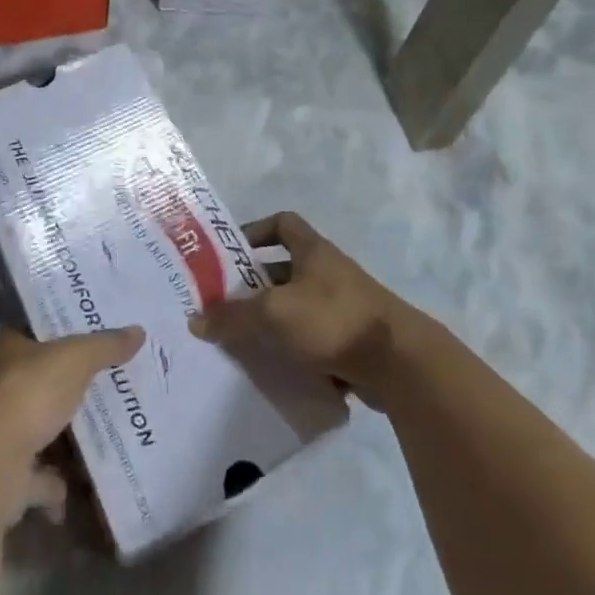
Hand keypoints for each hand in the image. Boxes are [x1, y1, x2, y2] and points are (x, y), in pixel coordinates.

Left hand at [0, 324, 144, 524]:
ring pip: (37, 431)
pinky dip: (57, 486)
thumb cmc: (27, 393)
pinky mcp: (2, 477)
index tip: (89, 338)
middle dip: (66, 389)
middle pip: (36, 382)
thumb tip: (139, 331)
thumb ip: (106, 345)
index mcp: (1, 347)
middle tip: (108, 384)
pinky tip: (84, 486)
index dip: (58, 333)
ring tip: (106, 434)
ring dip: (63, 439)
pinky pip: (37, 479)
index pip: (31, 331)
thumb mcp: (76, 358)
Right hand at [188, 212, 421, 408]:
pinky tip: (271, 371)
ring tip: (239, 343)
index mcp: (312, 251)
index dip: (256, 231)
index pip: (282, 223)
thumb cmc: (332, 320)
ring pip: (295, 309)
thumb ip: (233, 317)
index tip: (231, 253)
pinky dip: (292, 353)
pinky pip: (312, 342)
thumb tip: (196, 320)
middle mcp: (327, 272)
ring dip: (271, 323)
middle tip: (223, 307)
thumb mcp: (274, 314)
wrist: (399, 363)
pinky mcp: (350, 342)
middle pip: (283, 270)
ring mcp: (341, 308)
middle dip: (254, 288)